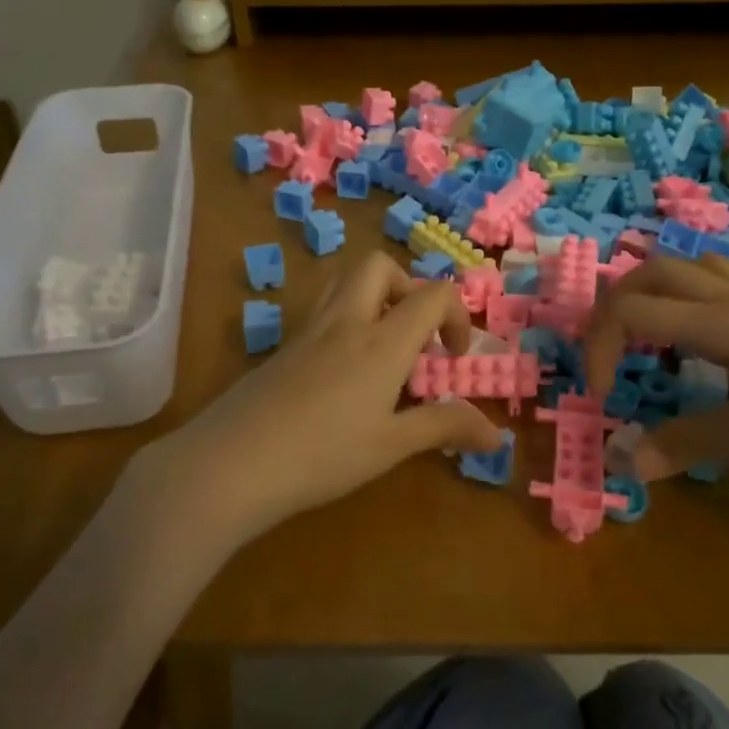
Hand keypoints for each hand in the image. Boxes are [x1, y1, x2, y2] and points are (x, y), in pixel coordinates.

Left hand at [140, 252, 504, 538]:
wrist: (231, 463)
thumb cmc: (322, 455)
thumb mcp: (390, 446)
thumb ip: (444, 428)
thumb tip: (497, 435)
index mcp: (381, 340)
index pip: (432, 294)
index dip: (456, 315)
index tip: (453, 358)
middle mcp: (345, 321)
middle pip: (379, 266)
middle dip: (408, 288)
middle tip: (414, 336)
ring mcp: (307, 330)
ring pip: (344, 280)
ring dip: (374, 297)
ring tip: (381, 348)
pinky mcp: (282, 346)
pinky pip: (321, 310)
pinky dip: (345, 321)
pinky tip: (342, 374)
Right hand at [583, 254, 728, 477]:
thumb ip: (690, 442)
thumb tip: (629, 463)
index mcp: (716, 322)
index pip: (629, 310)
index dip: (598, 347)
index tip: (603, 395)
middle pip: (652, 271)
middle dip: (614, 305)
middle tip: (609, 352)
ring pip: (693, 266)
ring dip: (656, 291)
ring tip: (652, 336)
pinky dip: (703, 294)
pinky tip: (714, 327)